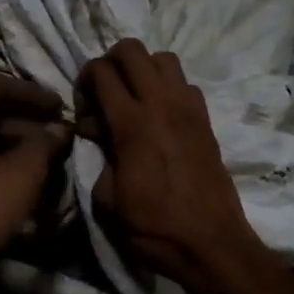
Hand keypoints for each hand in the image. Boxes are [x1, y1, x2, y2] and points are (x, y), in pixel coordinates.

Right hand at [78, 40, 275, 293]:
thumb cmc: (153, 227)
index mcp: (132, 124)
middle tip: (103, 93)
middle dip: (110, 62)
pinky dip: (167, 87)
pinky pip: (184, 82)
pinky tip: (158, 116)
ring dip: (142, 70)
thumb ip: (98, 156)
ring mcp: (189, 108)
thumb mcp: (107, 199)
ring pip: (163, 58)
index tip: (83, 109)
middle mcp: (162, 104)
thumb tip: (96, 132)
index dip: (84, 81)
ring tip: (132, 99)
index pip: (102, 71)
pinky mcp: (206, 119)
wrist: (211, 244)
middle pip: (132, 49)